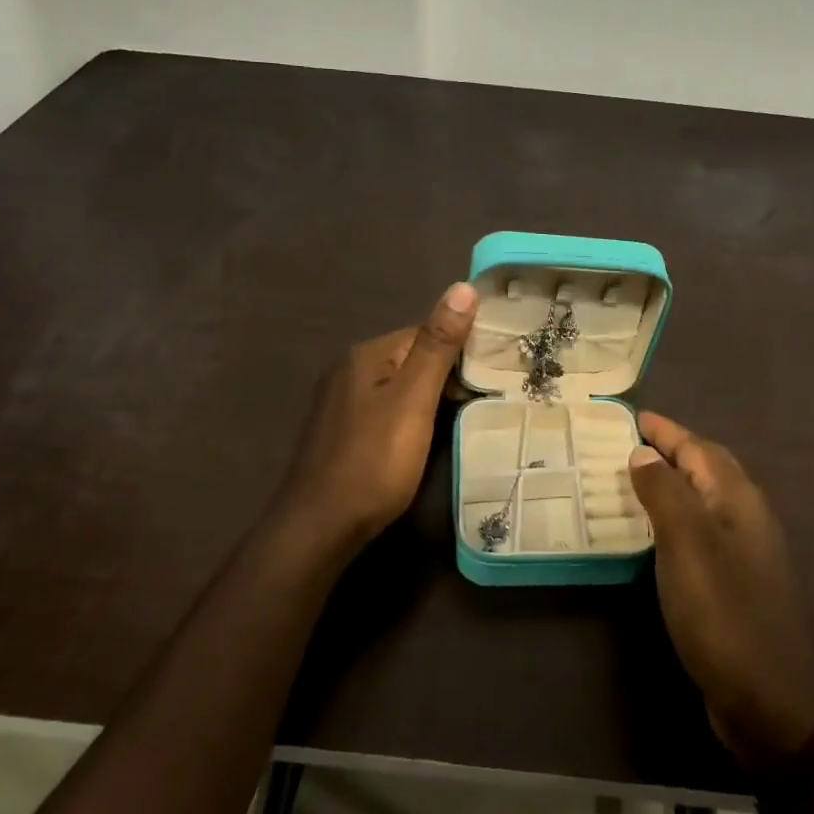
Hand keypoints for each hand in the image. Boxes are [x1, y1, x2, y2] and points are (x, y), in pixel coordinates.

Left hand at [268, 282, 478, 557]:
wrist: (320, 527)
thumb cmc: (373, 461)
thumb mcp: (413, 400)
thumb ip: (438, 345)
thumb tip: (464, 286)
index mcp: (366, 355)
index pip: (424, 332)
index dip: (460, 349)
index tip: (494, 372)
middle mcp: (349, 371)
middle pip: (411, 359)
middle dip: (447, 374)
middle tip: (486, 396)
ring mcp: (342, 404)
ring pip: (399, 387)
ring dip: (430, 398)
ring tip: (465, 417)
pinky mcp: (342, 433)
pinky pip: (387, 411)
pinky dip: (410, 418)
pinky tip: (425, 438)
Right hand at [629, 412, 813, 771]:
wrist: (772, 701)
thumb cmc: (725, 613)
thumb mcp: (687, 544)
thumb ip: (665, 491)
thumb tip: (645, 452)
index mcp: (738, 499)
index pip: (698, 448)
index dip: (666, 431)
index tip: (633, 416)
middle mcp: (745, 518)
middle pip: (706, 469)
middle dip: (671, 451)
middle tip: (629, 442)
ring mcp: (743, 553)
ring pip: (702, 502)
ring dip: (671, 485)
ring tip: (632, 480)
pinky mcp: (734, 585)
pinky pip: (699, 534)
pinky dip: (673, 521)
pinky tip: (652, 535)